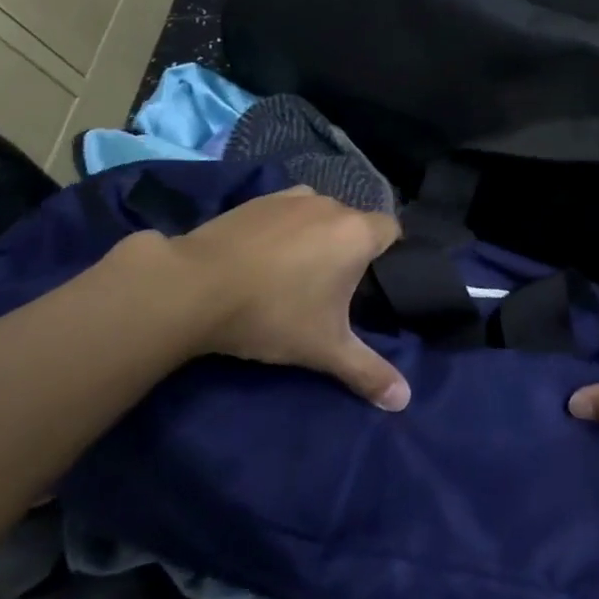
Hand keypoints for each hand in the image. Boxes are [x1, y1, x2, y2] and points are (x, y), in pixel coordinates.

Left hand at [105, 186, 409, 410]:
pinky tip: (263, 257)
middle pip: (354, 223)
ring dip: (316, 235)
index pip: (391, 231)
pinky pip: (286, 211)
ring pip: (320, 214)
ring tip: (294, 271)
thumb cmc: (272, 314)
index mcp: (357, 233)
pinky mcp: (257, 200)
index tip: (371, 283)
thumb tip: (404, 400)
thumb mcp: (323, 349)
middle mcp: (331, 206)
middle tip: (331, 289)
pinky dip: (284, 228)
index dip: (387, 254)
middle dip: (348, 249)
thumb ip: (367, 372)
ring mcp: (292, 198)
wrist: (193, 286)